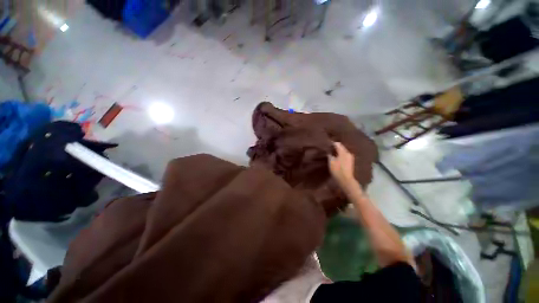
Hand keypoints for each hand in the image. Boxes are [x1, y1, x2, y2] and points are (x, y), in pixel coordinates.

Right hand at [328, 142, 356, 189]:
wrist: (346, 180)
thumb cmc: (337, 170)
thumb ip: (330, 155)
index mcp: (343, 152)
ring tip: (332, 153)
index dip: (332, 143)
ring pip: (343, 152)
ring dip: (338, 152)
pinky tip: (336, 158)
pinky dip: (340, 155)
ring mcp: (351, 158)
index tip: (327, 143)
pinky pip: (344, 156)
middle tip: (329, 148)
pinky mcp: (351, 162)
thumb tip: (329, 151)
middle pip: (341, 147)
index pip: (337, 144)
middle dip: (335, 147)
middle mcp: (348, 153)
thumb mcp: (331, 162)